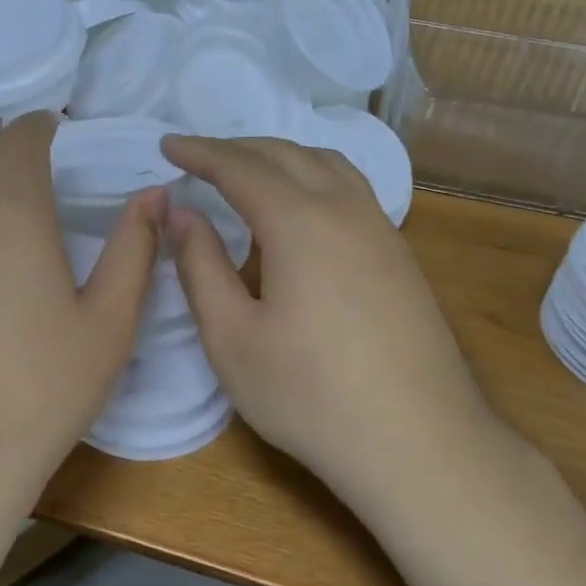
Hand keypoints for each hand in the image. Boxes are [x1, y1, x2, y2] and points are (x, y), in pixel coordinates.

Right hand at [161, 135, 499, 491]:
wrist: (418, 441)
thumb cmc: (310, 395)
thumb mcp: (232, 337)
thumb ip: (200, 266)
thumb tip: (180, 212)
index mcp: (299, 220)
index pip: (239, 167)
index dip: (199, 153)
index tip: (168, 144)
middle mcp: (344, 208)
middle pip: (286, 154)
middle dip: (237, 149)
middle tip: (199, 159)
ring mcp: (380, 229)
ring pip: (327, 164)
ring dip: (281, 157)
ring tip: (249, 174)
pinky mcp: (400, 254)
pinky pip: (351, 189)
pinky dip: (314, 178)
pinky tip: (303, 212)